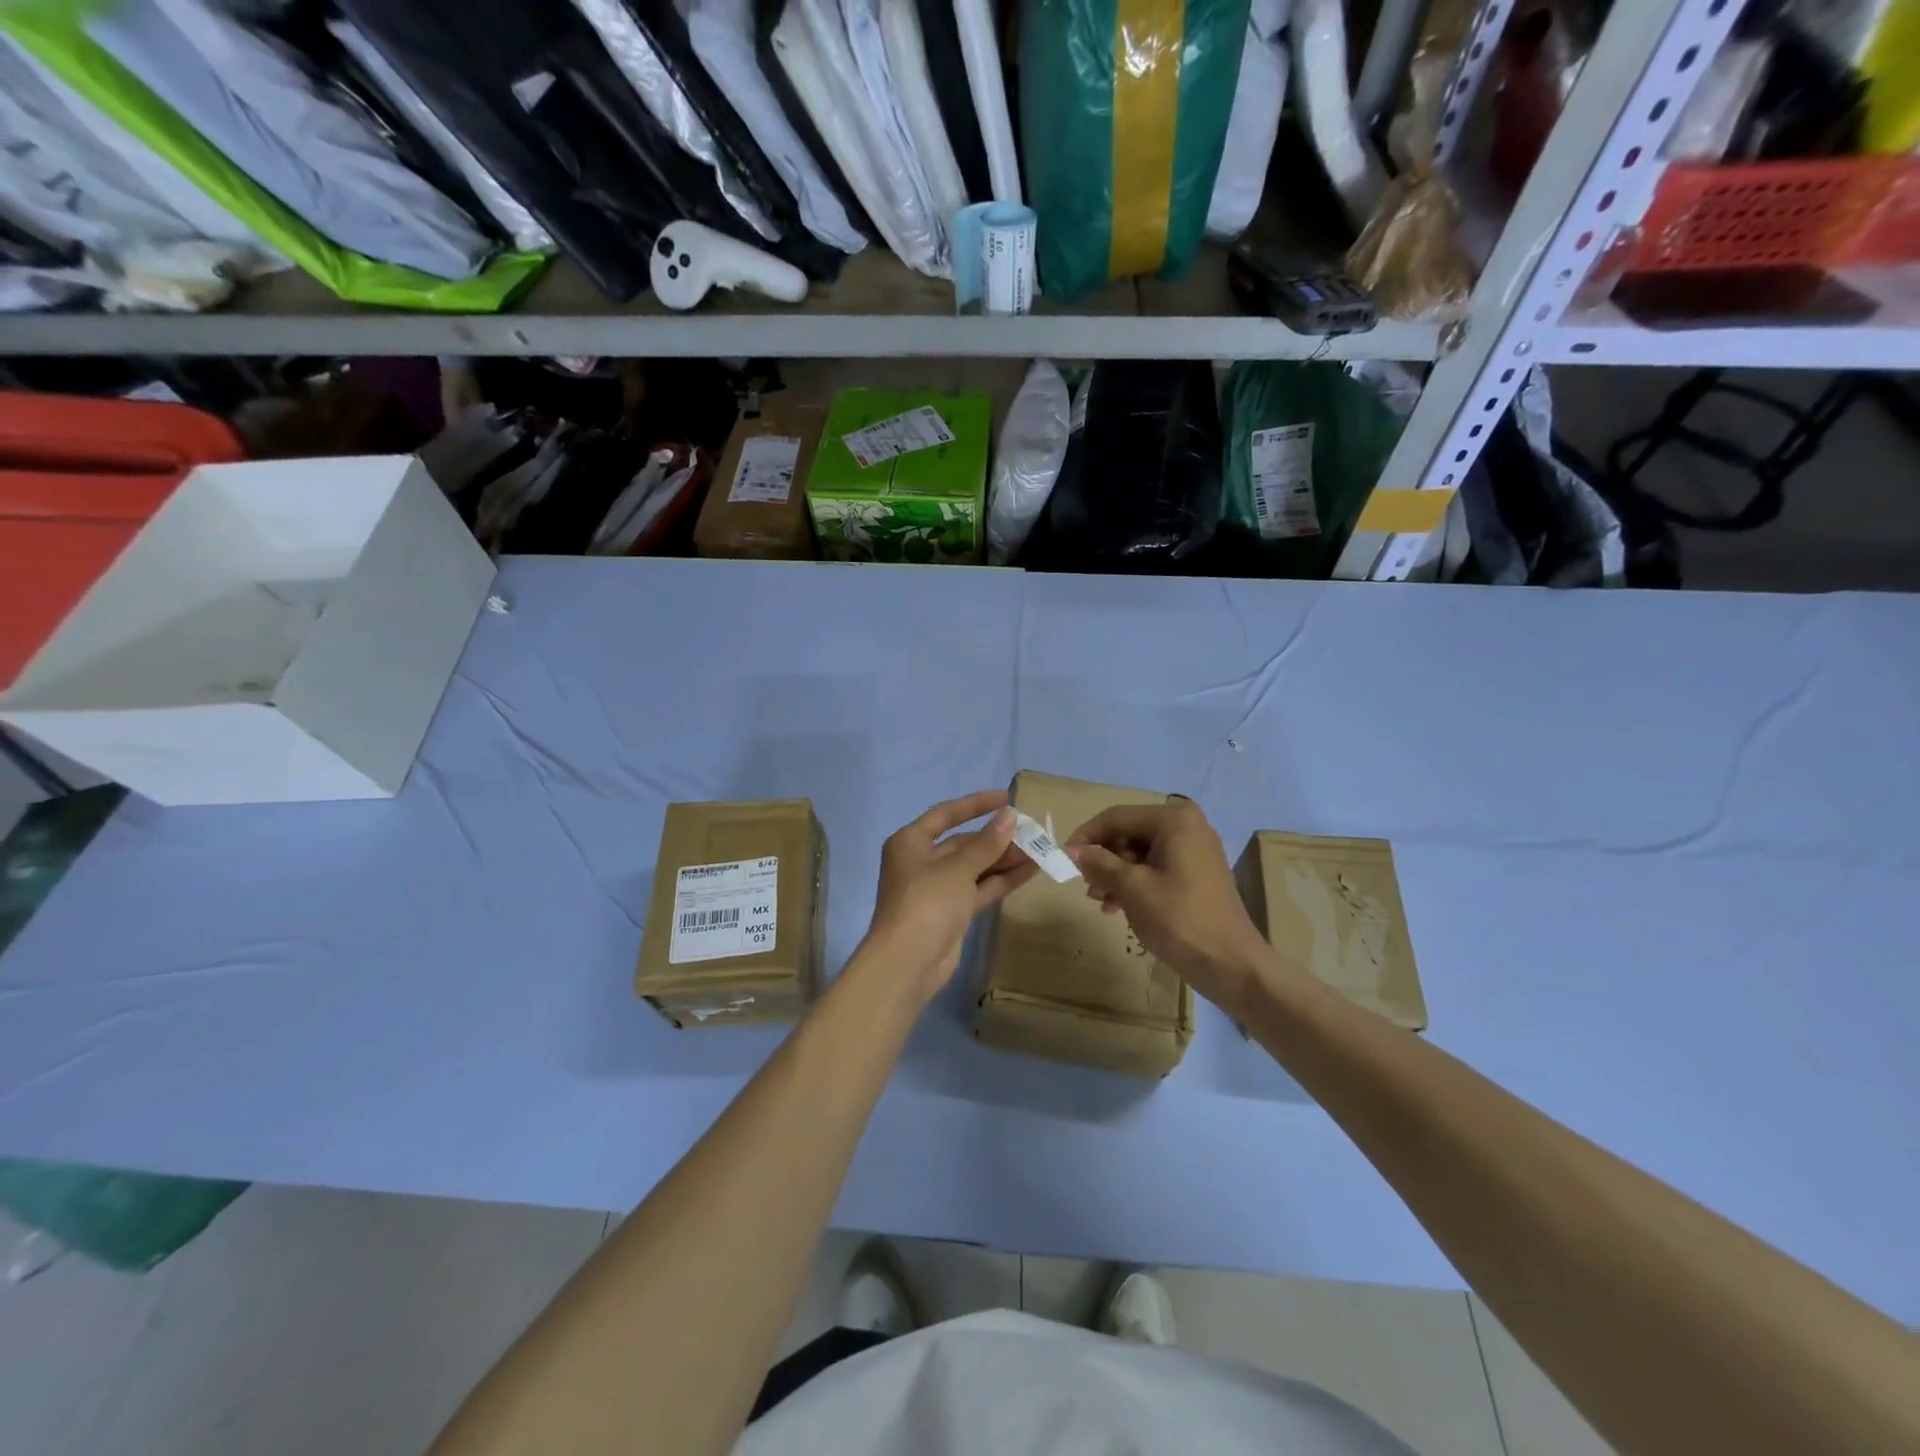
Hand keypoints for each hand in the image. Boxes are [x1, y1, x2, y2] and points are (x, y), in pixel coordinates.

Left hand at [864, 790, 1036, 1004]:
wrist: (908, 964)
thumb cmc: (926, 903)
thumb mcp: (958, 869)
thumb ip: (987, 843)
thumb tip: (1010, 816)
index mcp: (910, 842)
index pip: (946, 814)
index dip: (976, 804)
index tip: (1007, 798)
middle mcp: (922, 861)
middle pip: (963, 843)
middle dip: (997, 838)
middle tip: (1033, 831)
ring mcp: (937, 889)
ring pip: (975, 867)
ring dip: (1004, 860)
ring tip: (1039, 849)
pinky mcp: (952, 912)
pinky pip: (979, 889)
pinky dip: (1001, 881)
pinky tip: (1030, 871)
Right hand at [1066, 799, 1274, 1015]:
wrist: (1231, 964)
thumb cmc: (1179, 919)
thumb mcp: (1132, 888)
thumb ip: (1099, 863)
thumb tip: (1072, 850)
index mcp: (1173, 820)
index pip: (1116, 817)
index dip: (1086, 836)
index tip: (1063, 859)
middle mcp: (1187, 825)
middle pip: (1129, 833)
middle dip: (1103, 859)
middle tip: (1086, 886)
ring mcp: (1195, 849)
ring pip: (1140, 852)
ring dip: (1116, 874)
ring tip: (1101, 901)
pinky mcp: (1198, 872)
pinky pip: (1156, 866)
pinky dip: (1135, 882)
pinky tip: (1119, 907)